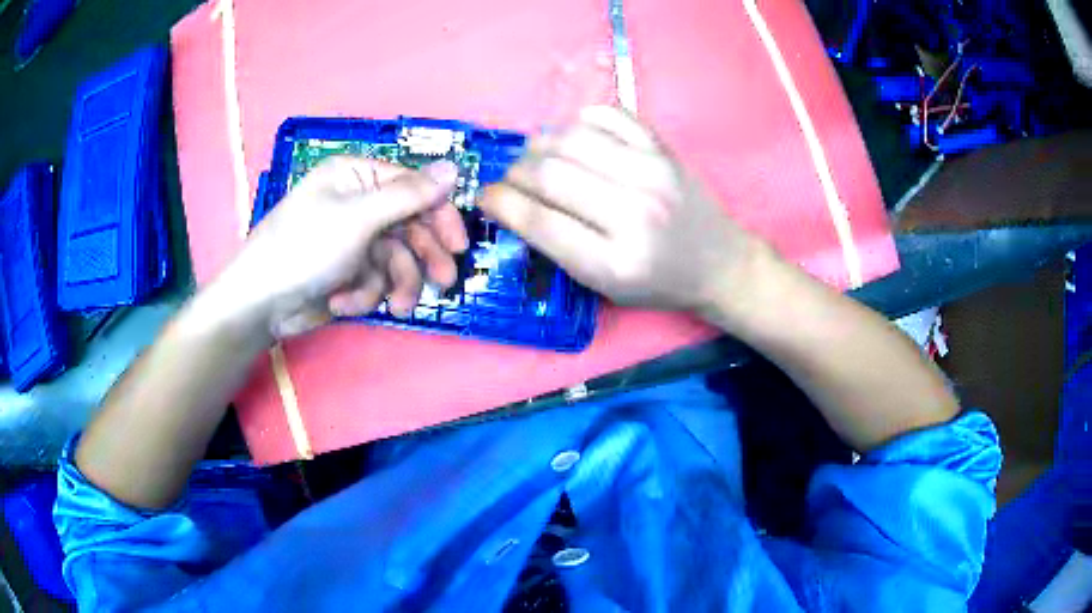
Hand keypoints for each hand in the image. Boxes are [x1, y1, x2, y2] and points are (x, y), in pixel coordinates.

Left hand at [216, 156, 466, 338]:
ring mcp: (352, 239)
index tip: (459, 245)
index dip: (439, 215)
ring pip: (396, 259)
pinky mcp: (347, 271)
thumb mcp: (359, 219)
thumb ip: (409, 195)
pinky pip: (374, 280)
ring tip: (398, 307)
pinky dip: (365, 295)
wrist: (260, 304)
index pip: (413, 187)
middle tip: (443, 282)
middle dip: (422, 257)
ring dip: (396, 284)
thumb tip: (454, 166)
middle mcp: (357, 202)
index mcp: (356, 176)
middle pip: (409, 226)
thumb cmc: (304, 249)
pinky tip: (343, 304)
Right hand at [478, 106, 765, 315]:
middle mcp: (634, 213)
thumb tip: (512, 201)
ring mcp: (652, 173)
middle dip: (514, 174)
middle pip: (550, 174)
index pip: (539, 221)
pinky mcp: (663, 147)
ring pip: (570, 138)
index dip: (500, 204)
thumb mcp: (603, 286)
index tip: (484, 197)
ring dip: (538, 145)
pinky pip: (606, 114)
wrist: (719, 263)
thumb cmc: (658, 283)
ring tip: (537, 158)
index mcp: (615, 263)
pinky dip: (577, 121)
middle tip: (510, 180)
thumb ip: (556, 247)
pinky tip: (574, 139)